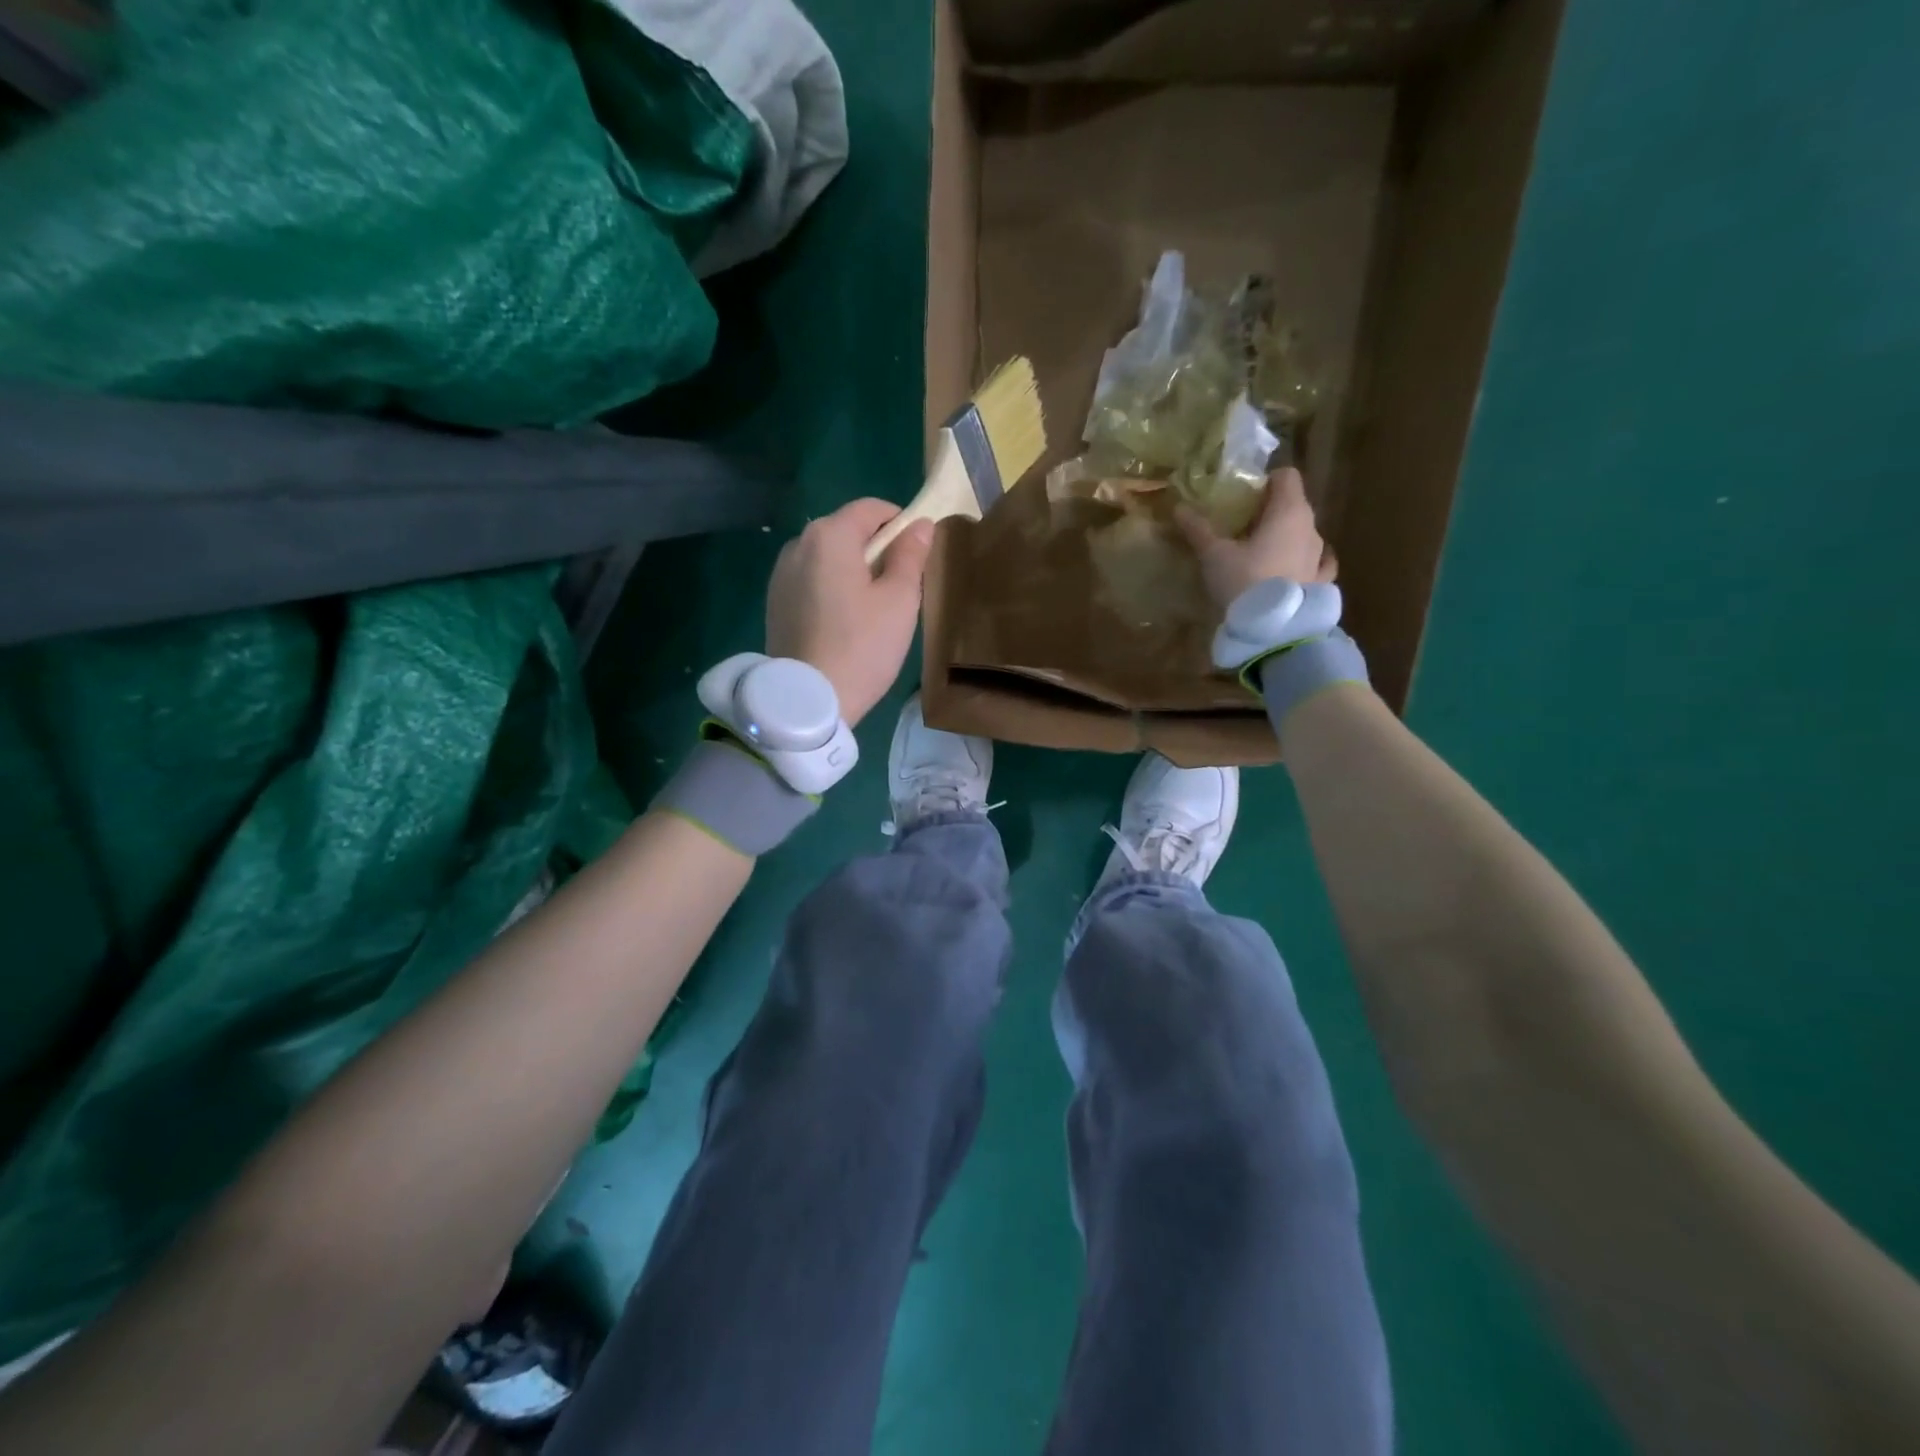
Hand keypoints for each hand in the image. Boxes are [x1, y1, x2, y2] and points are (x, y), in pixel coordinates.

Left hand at [766, 499, 934, 727]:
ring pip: (827, 557)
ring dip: (852, 570)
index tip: (917, 554)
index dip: (899, 523)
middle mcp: (798, 544)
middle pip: (846, 531)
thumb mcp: (900, 599)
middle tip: (898, 588)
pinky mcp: (774, 602)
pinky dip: (830, 588)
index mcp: (830, 535)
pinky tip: (843, 623)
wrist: (809, 699)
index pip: (871, 508)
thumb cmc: (863, 646)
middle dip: (875, 548)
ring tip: (870, 610)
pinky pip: (811, 580)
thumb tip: (920, 525)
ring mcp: (781, 574)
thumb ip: (911, 555)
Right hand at [1176, 467, 1336, 608]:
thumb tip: (1178, 508)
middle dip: (1269, 511)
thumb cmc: (1245, 581)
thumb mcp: (1214, 555)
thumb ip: (1198, 529)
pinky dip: (1303, 561)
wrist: (1274, 629)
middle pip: (1293, 505)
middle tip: (1241, 527)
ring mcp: (1320, 556)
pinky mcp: (1321, 582)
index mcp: (1289, 511)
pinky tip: (1292, 569)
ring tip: (1261, 553)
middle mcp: (1311, 527)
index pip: (1286, 476)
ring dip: (1286, 537)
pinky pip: (1317, 563)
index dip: (1264, 482)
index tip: (1242, 498)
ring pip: (1304, 534)